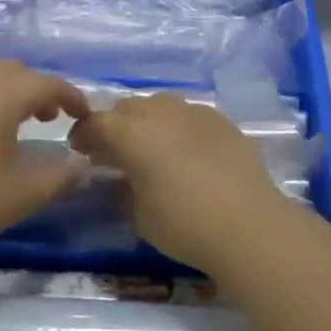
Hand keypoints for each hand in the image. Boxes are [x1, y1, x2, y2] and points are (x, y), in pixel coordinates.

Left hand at [0, 60, 91, 259]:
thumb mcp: (22, 194)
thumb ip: (60, 177)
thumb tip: (83, 167)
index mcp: (3, 93)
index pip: (49, 84)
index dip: (72, 97)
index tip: (83, 115)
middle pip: (13, 71)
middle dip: (36, 89)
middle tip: (48, 117)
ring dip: (2, 90)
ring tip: (8, 121)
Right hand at [68, 94, 297, 271]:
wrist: (250, 225)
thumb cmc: (184, 224)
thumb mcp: (138, 214)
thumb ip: (122, 189)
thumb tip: (119, 179)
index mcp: (131, 133)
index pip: (96, 123)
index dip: (83, 135)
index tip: (80, 150)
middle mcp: (159, 113)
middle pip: (127, 108)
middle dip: (115, 125)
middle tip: (113, 150)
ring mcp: (194, 112)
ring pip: (159, 105)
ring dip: (147, 121)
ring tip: (150, 147)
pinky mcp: (221, 121)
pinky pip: (188, 115)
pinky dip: (177, 126)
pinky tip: (184, 150)